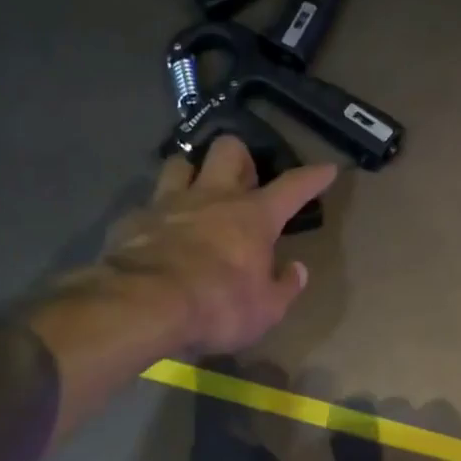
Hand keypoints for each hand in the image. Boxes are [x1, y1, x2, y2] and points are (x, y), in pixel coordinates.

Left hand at [98, 139, 336, 355]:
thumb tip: (297, 270)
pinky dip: (157, 215)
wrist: (145, 305)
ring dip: (191, 175)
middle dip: (240, 159)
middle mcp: (212, 197)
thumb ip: (284, 287)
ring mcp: (168, 203)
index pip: (292, 187)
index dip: (312, 177)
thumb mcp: (266, 310)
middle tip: (243, 184)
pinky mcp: (134, 219)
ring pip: (180, 163)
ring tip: (195, 197)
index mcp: (253, 217)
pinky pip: (148, 204)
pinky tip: (157, 234)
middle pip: (229, 150)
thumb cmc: (218, 307)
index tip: (326, 168)